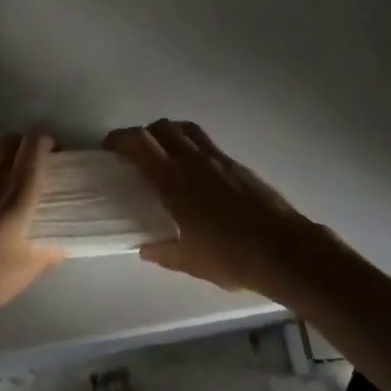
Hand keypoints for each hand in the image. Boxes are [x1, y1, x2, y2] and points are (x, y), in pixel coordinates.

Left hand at [0, 133, 63, 328]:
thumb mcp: (24, 272)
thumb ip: (46, 255)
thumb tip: (61, 247)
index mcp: (17, 191)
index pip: (33, 145)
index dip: (46, 141)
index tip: (56, 153)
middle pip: (11, 141)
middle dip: (26, 144)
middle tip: (36, 164)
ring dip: (5, 160)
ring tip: (11, 184)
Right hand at [105, 120, 322, 298]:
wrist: (282, 249)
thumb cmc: (231, 257)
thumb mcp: (189, 262)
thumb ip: (162, 251)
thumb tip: (143, 246)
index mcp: (173, 181)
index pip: (138, 143)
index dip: (119, 139)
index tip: (108, 149)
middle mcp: (190, 160)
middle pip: (159, 128)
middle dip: (140, 135)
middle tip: (132, 153)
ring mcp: (215, 157)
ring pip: (182, 128)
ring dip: (166, 133)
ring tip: (161, 153)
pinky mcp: (234, 162)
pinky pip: (203, 140)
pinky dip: (189, 143)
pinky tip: (193, 169)